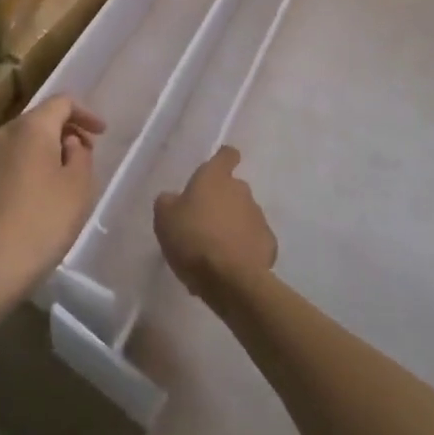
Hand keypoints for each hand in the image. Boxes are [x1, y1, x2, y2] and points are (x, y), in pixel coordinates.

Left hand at [0, 96, 104, 304]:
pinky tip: (36, 201)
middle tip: (85, 157)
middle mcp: (3, 134)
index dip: (85, 113)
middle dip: (65, 133)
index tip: (102, 134)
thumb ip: (80, 155)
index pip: (62, 102)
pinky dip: (27, 171)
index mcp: (31, 127)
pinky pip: (7, 165)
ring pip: (22, 144)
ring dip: (45, 153)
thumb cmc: (41, 222)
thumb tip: (67, 142)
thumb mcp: (78, 187)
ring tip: (63, 181)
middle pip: (39, 120)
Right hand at [155, 146, 277, 306]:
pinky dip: (245, 248)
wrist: (230, 279)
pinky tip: (232, 265)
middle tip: (203, 223)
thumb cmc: (193, 238)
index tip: (217, 169)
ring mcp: (258, 217)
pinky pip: (253, 241)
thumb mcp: (164, 218)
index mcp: (215, 177)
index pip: (226, 155)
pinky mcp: (269, 244)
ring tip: (215, 251)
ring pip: (243, 215)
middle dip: (221, 202)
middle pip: (233, 189)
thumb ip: (168, 202)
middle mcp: (241, 190)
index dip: (223, 159)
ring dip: (232, 226)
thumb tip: (174, 199)